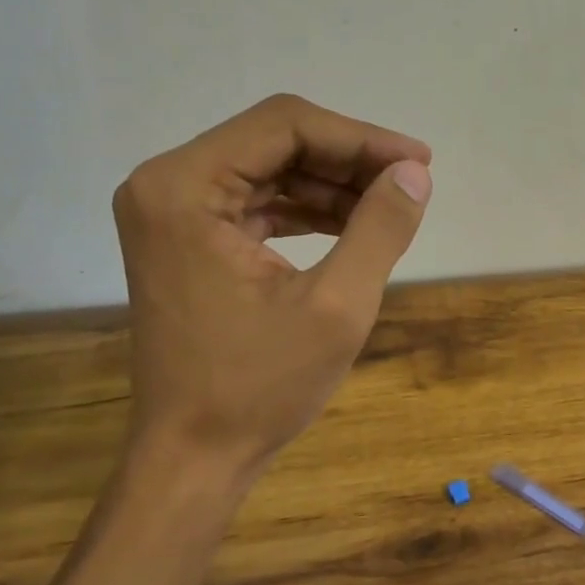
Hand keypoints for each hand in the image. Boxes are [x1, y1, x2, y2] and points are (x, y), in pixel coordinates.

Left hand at [113, 93, 432, 482]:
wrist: (194, 458)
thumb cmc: (259, 387)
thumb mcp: (337, 306)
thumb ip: (380, 228)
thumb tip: (415, 173)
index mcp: (184, 187)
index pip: (285, 126)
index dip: (360, 138)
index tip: (419, 162)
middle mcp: (165, 185)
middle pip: (274, 141)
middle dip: (348, 160)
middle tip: (410, 183)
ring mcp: (171, 213)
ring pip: (269, 169)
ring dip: (331, 184)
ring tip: (389, 207)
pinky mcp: (185, 240)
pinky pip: (255, 203)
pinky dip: (305, 210)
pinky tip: (350, 226)